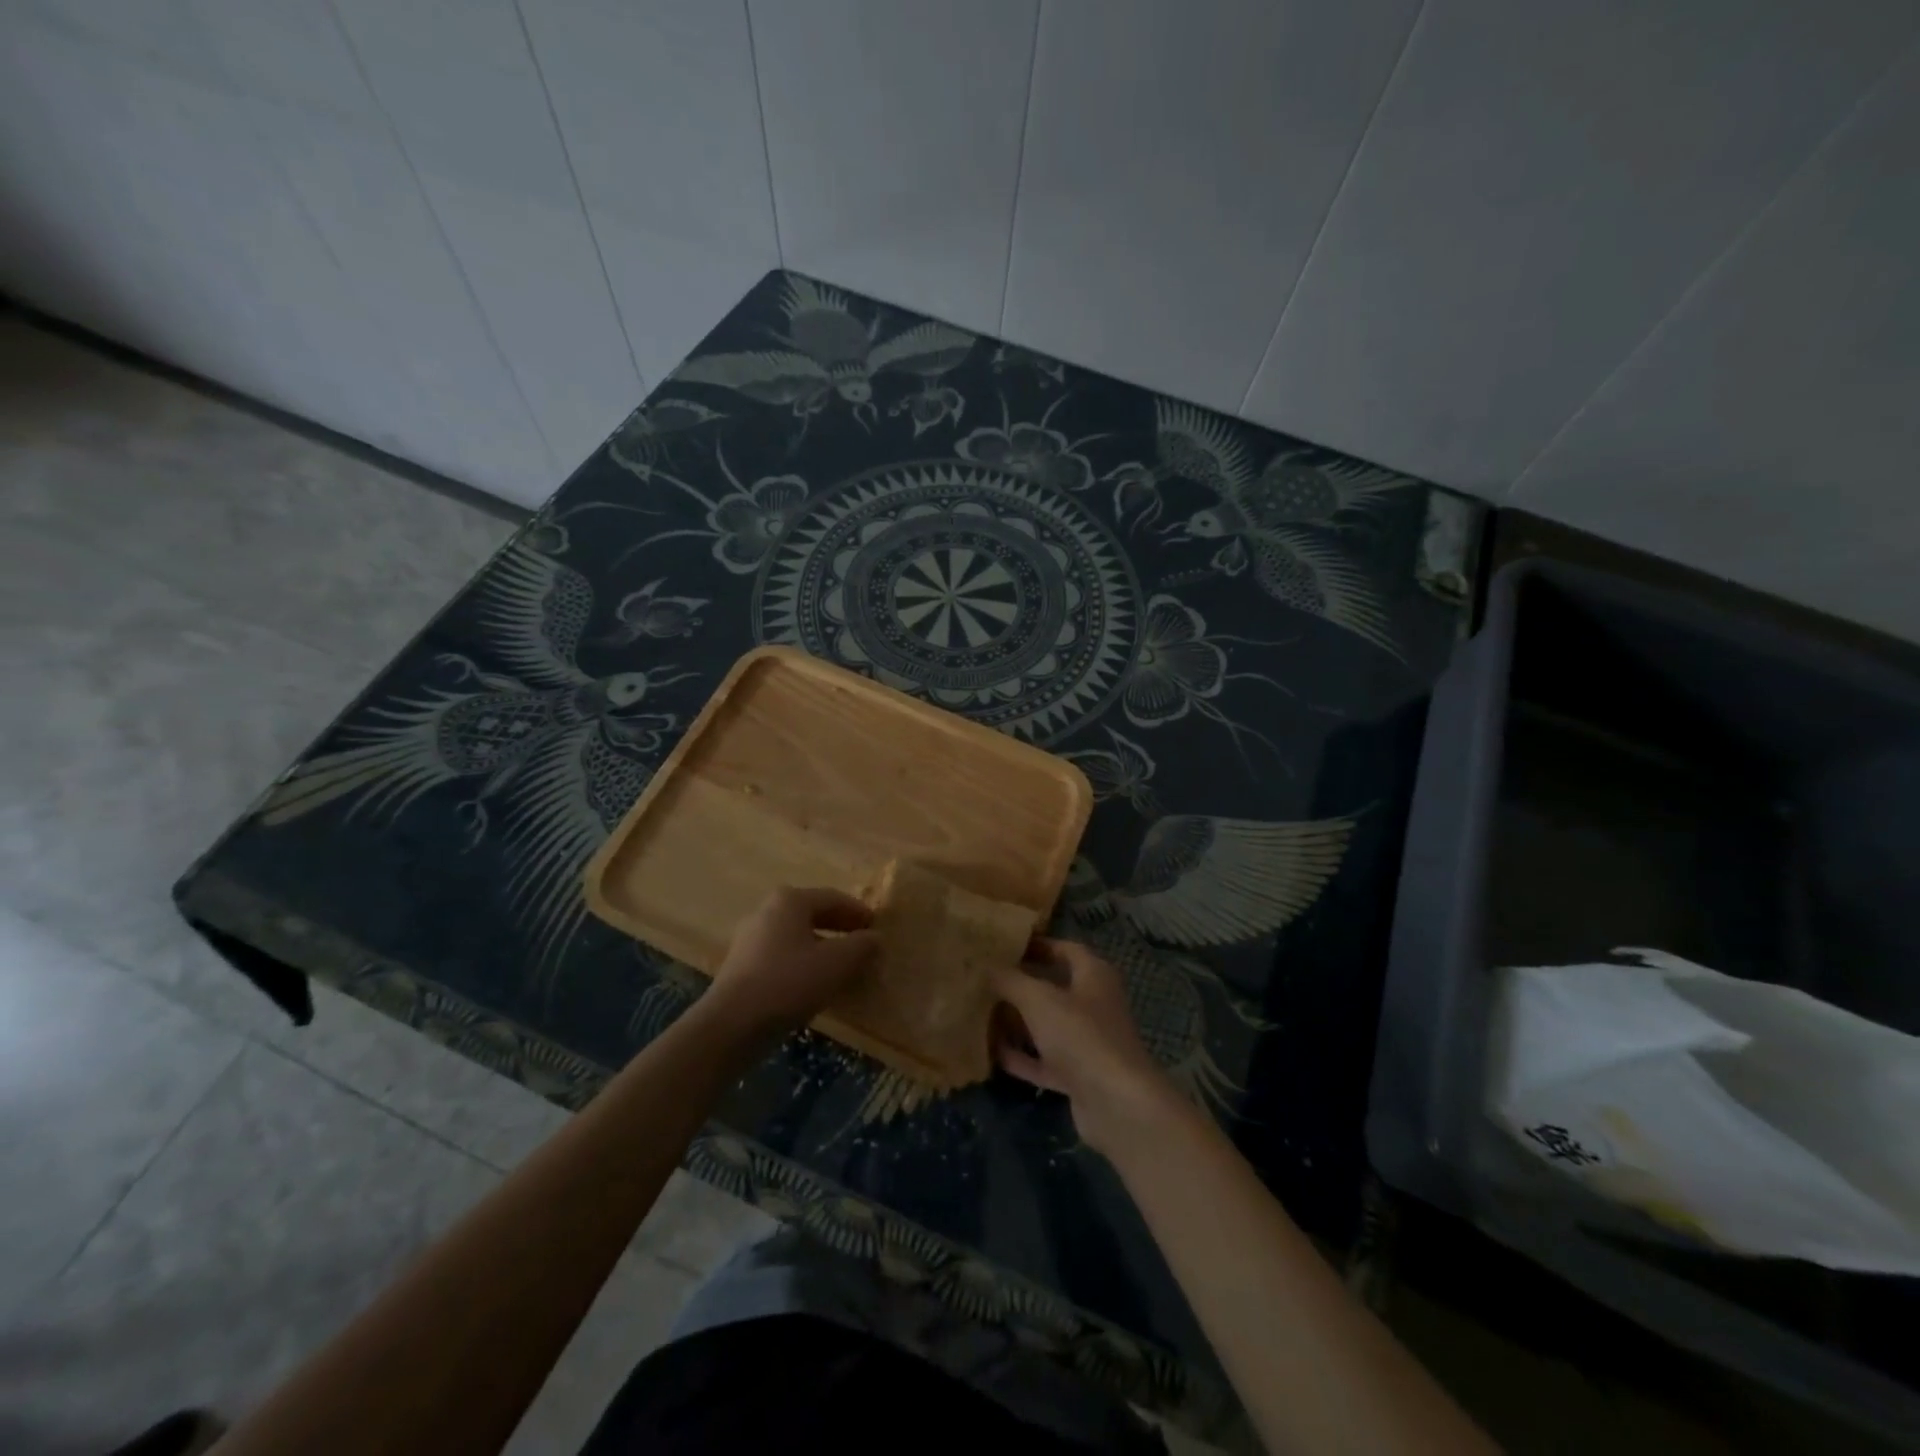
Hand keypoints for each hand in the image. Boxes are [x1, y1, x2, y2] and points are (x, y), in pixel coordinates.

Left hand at [703, 887, 878, 1040]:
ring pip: (797, 937)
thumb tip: (875, 938)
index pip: (833, 898)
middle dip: (840, 929)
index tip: (877, 928)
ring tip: (843, 968)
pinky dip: (803, 964)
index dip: (858, 912)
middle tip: (863, 944)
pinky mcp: (742, 967)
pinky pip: (782, 957)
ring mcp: (750, 939)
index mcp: (790, 901)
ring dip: (823, 948)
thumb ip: (861, 946)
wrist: (732, 1025)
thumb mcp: (837, 963)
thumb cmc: (789, 982)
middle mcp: (767, 912)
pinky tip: (815, 985)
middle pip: (813, 915)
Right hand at [992, 939, 1177, 1154]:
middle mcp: (1094, 1004)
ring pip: (1048, 1025)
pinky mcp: (1079, 1075)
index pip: (1065, 949)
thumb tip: (987, 967)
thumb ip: (1011, 981)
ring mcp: (1087, 1042)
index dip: (1038, 945)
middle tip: (986, 979)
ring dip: (1018, 1022)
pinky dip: (1022, 1057)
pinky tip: (992, 1054)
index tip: (1005, 945)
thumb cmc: (1081, 1036)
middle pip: (1054, 987)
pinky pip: (1044, 1060)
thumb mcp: (1039, 1000)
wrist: (1116, 1104)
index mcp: (1094, 975)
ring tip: (982, 1012)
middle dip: (1021, 984)